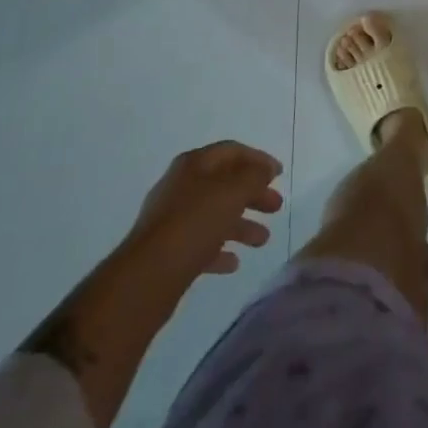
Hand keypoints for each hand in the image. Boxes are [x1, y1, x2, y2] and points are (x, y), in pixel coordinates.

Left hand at [129, 140, 284, 280]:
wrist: (148, 276)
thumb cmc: (195, 223)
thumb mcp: (233, 191)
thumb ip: (254, 176)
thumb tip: (264, 169)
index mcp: (194, 165)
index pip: (232, 151)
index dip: (258, 159)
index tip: (279, 174)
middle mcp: (182, 186)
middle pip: (225, 184)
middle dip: (253, 194)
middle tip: (276, 207)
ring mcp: (173, 219)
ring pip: (215, 215)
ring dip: (241, 225)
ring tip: (262, 240)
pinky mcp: (169, 250)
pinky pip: (201, 244)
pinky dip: (220, 249)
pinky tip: (234, 262)